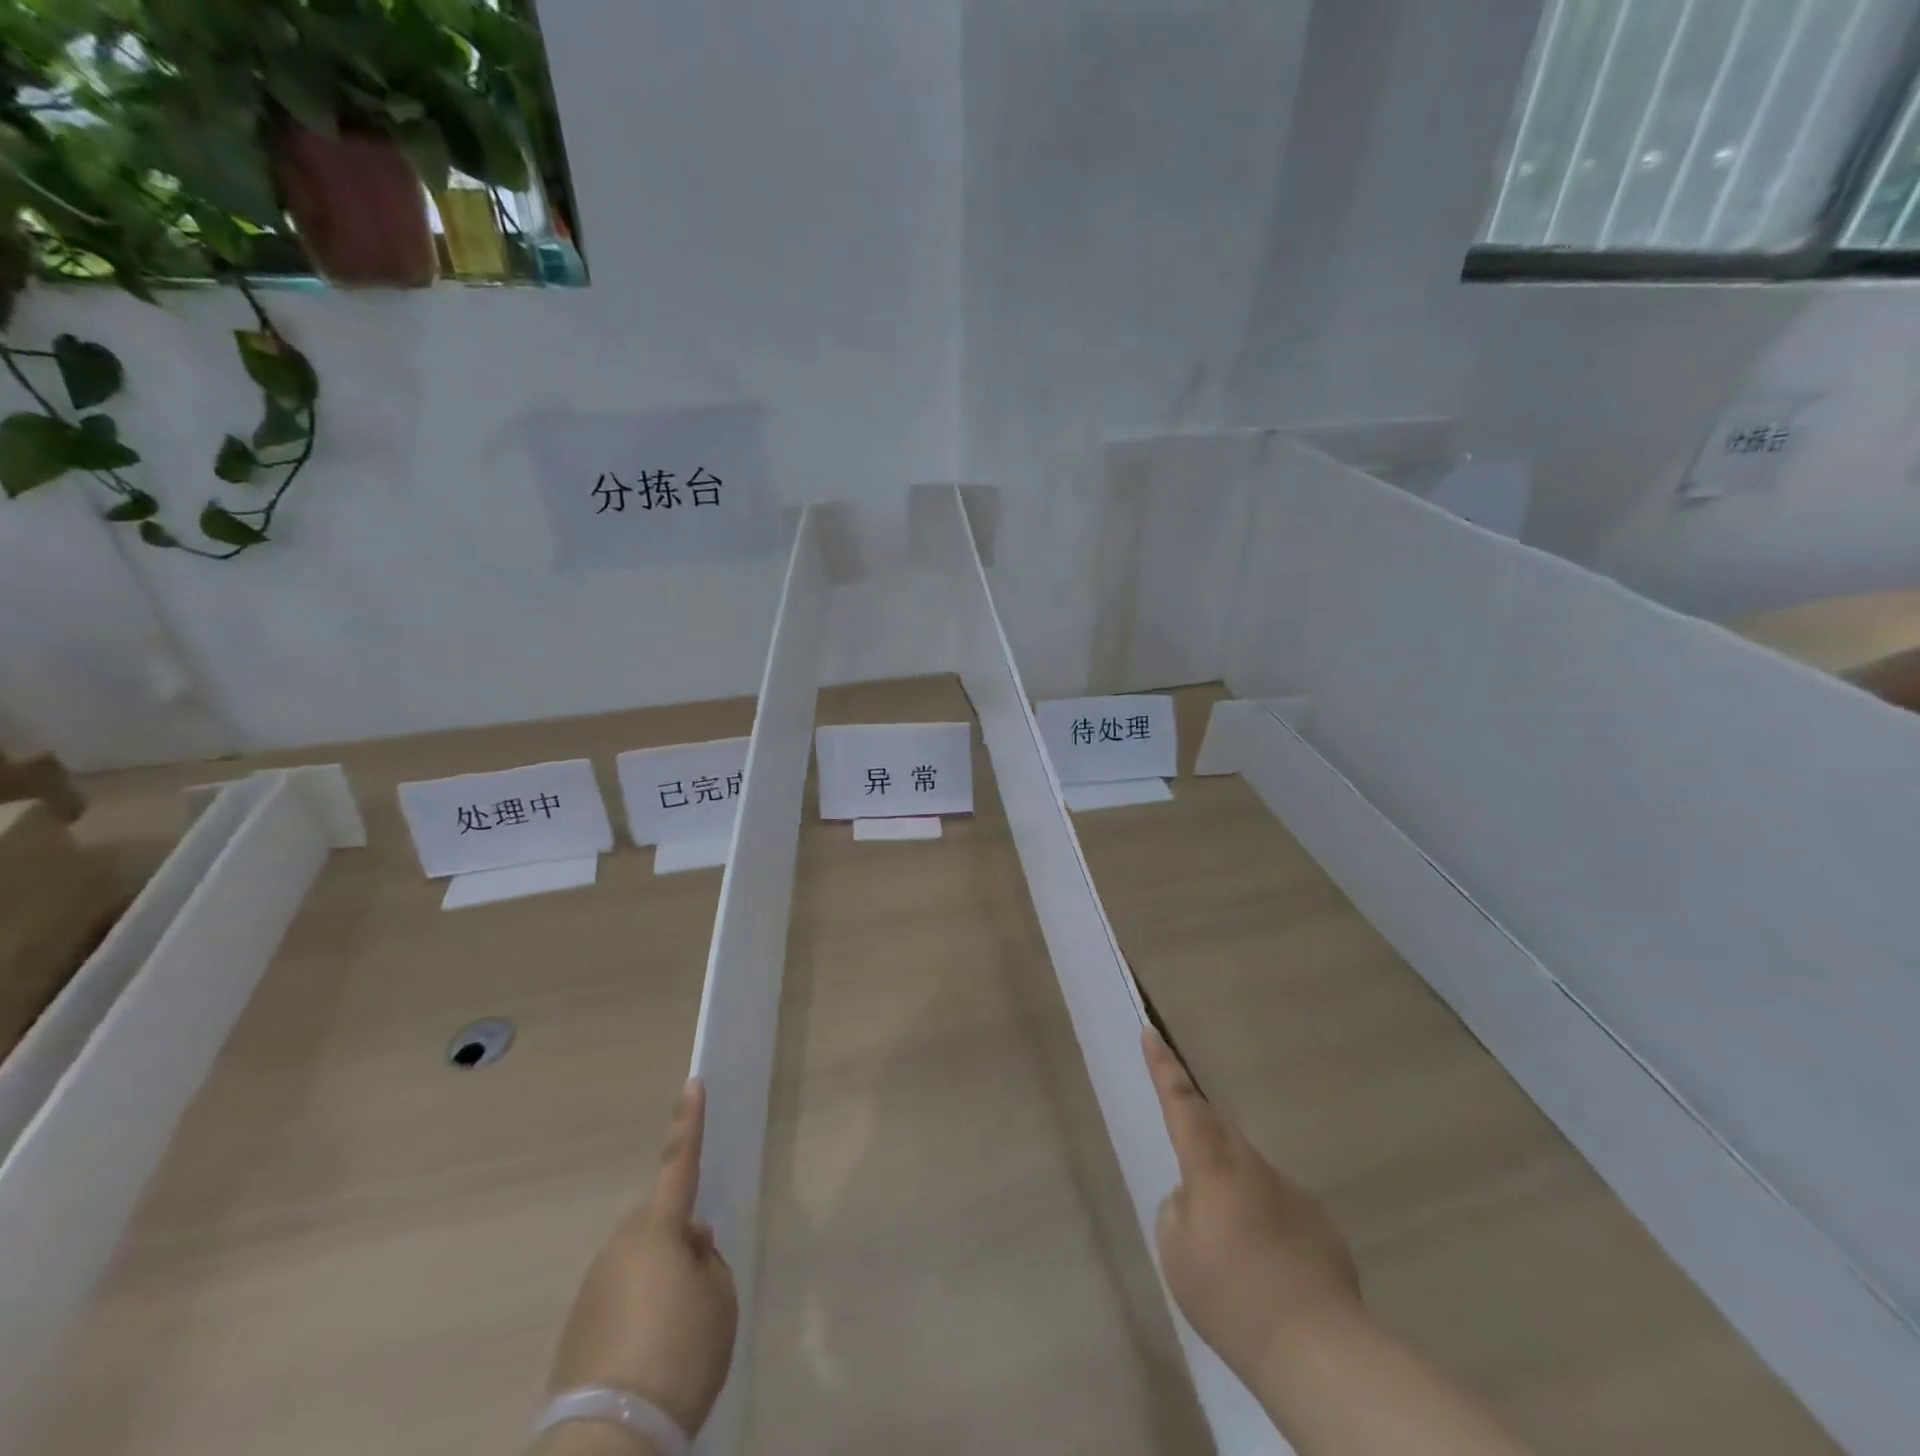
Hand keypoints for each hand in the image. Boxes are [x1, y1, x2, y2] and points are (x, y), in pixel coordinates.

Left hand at [546, 1079, 738, 1438]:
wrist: (609, 1442)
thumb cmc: (679, 1354)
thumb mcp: (720, 1300)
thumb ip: (708, 1261)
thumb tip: (689, 1247)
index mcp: (657, 1229)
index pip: (679, 1161)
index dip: (689, 1122)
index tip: (692, 1084)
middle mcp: (619, 1247)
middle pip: (658, 1226)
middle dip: (679, 1240)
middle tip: (701, 1284)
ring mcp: (592, 1289)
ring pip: (639, 1266)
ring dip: (659, 1283)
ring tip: (677, 1336)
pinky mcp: (576, 1331)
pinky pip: (619, 1303)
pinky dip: (638, 1317)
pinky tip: (650, 1360)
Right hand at [1143, 1028, 1361, 1382]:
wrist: (1317, 1348)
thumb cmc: (1230, 1295)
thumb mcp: (1176, 1252)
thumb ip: (1176, 1209)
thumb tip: (1194, 1197)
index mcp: (1209, 1164)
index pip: (1180, 1101)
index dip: (1163, 1066)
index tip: (1151, 1031)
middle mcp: (1250, 1164)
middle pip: (1218, 1132)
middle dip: (1200, 1138)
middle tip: (1190, 1172)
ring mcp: (1289, 1189)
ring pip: (1248, 1172)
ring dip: (1233, 1192)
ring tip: (1231, 1250)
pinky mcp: (1318, 1222)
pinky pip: (1279, 1206)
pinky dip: (1265, 1224)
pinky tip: (1269, 1271)